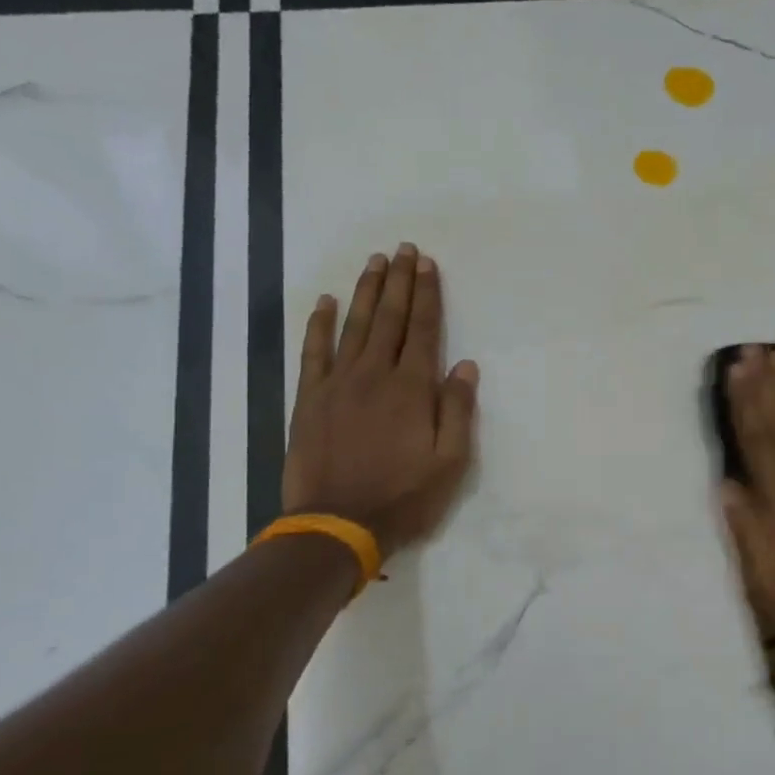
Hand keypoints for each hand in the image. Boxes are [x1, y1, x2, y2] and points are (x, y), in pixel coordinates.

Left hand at [281, 244, 478, 559]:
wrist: (336, 526)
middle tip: (402, 249)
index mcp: (412, 388)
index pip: (424, 329)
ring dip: (365, 292)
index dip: (427, 294)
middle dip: (398, 281)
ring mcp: (338, 384)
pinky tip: (324, 302)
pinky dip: (319, 325)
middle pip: (389, 318)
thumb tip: (464, 366)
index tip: (426, 264)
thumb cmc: (403, 496)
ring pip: (354, 326)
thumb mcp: (450, 462)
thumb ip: (457, 410)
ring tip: (374, 262)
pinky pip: (314, 352)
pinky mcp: (309, 399)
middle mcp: (375, 375)